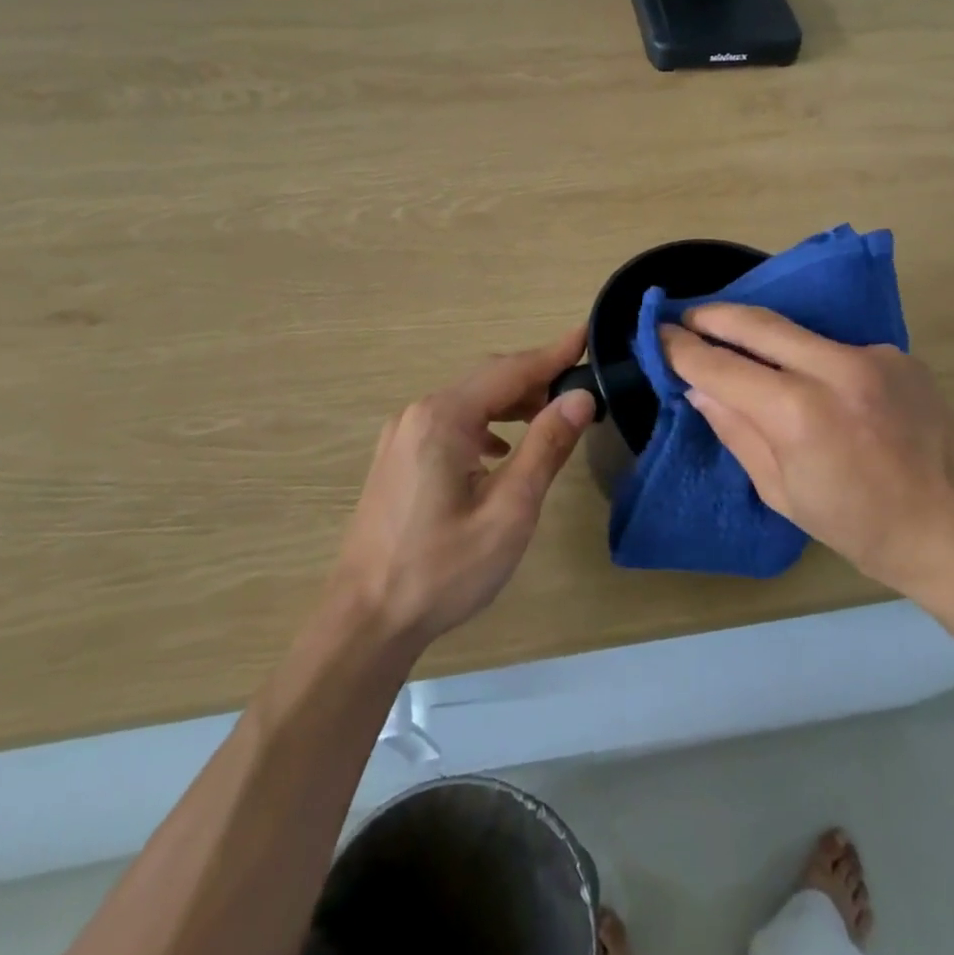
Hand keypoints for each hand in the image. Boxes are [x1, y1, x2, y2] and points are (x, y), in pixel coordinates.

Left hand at [334, 326, 595, 645]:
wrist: (365, 621)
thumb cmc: (443, 570)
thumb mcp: (509, 511)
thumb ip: (546, 447)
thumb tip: (580, 397)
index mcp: (444, 418)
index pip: (510, 370)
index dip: (553, 353)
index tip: (587, 333)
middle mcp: (418, 414)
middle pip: (486, 379)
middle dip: (535, 377)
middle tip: (579, 383)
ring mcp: (402, 435)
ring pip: (467, 400)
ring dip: (510, 402)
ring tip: (550, 416)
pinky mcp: (397, 458)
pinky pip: (450, 423)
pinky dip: (484, 424)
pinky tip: (500, 450)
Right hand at [660, 304, 953, 599]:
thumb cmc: (863, 529)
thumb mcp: (784, 494)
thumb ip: (737, 431)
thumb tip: (700, 387)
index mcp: (800, 414)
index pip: (721, 366)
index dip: (683, 349)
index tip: (658, 335)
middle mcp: (836, 369)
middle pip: (757, 323)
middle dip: (713, 316)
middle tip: (686, 318)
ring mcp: (873, 355)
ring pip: (798, 331)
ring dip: (759, 332)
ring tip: (734, 340)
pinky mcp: (898, 354)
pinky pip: (835, 347)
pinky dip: (807, 355)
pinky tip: (805, 376)